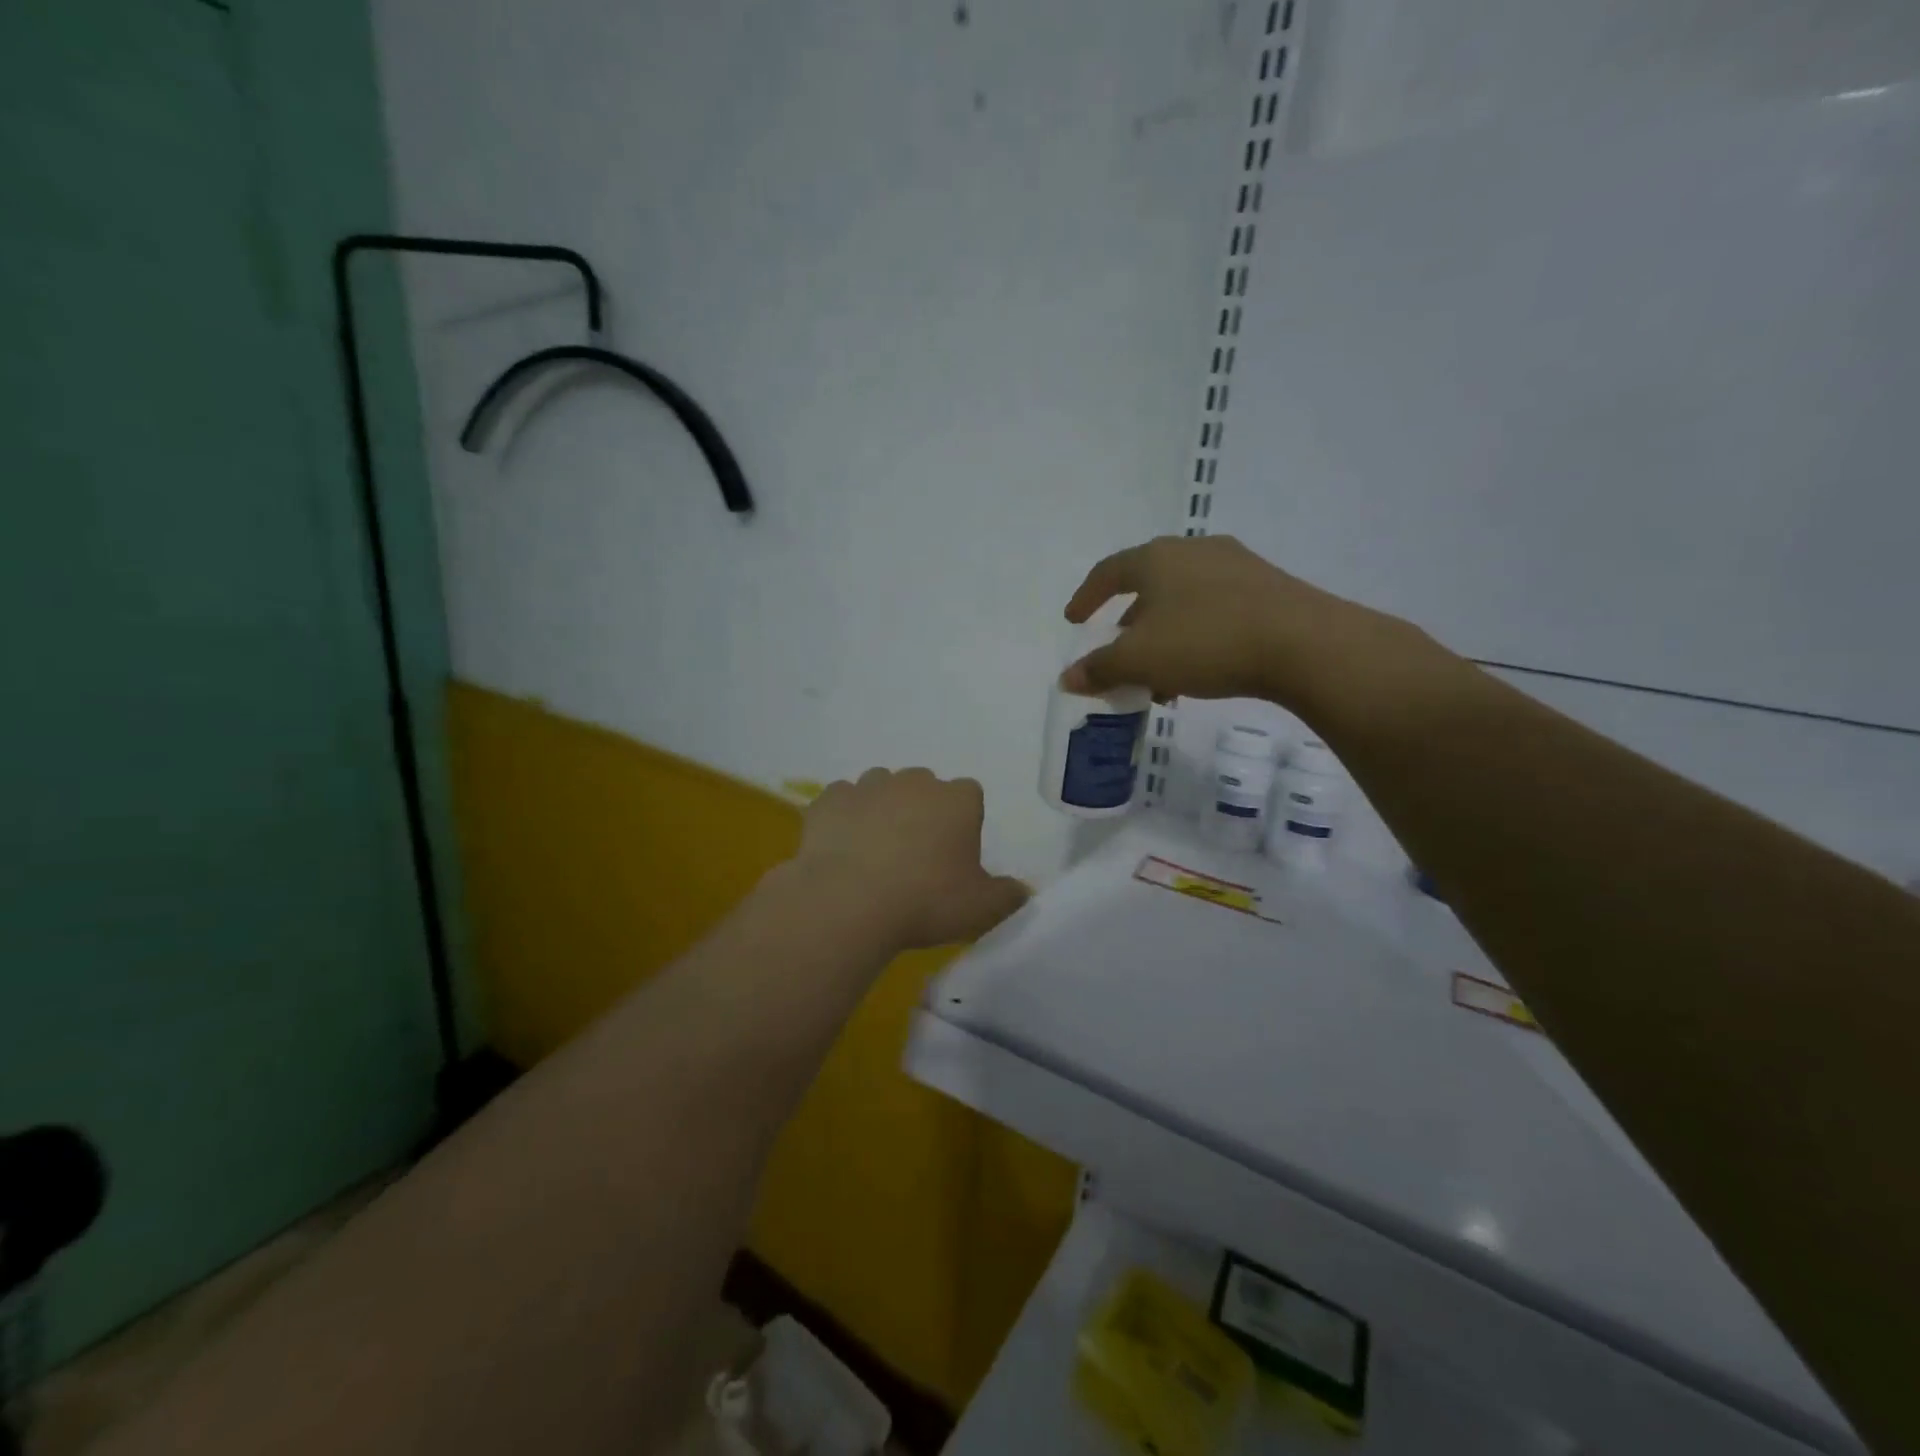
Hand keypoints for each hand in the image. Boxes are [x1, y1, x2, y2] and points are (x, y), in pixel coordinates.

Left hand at [796, 768, 1029, 949]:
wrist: (848, 902)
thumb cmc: (926, 901)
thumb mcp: (982, 908)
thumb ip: (1008, 896)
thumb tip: (1022, 892)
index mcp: (957, 799)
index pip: (970, 796)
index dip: (964, 823)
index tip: (955, 855)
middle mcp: (915, 782)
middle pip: (925, 788)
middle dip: (923, 812)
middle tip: (916, 856)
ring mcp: (869, 786)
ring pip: (882, 789)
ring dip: (883, 811)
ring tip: (875, 853)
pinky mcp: (830, 799)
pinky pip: (842, 802)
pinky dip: (844, 818)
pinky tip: (842, 849)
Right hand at [1061, 535, 1434, 719]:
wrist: (1303, 643)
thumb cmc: (1206, 641)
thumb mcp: (1140, 660)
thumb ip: (1100, 668)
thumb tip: (1068, 678)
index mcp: (1156, 558)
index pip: (1108, 571)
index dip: (1086, 597)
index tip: (1074, 620)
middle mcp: (1194, 551)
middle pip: (1148, 585)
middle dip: (1129, 622)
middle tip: (1119, 652)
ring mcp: (1236, 565)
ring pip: (1183, 600)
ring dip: (1163, 634)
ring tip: (1159, 674)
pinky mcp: (1267, 588)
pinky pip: (1215, 608)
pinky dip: (1195, 634)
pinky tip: (1200, 669)